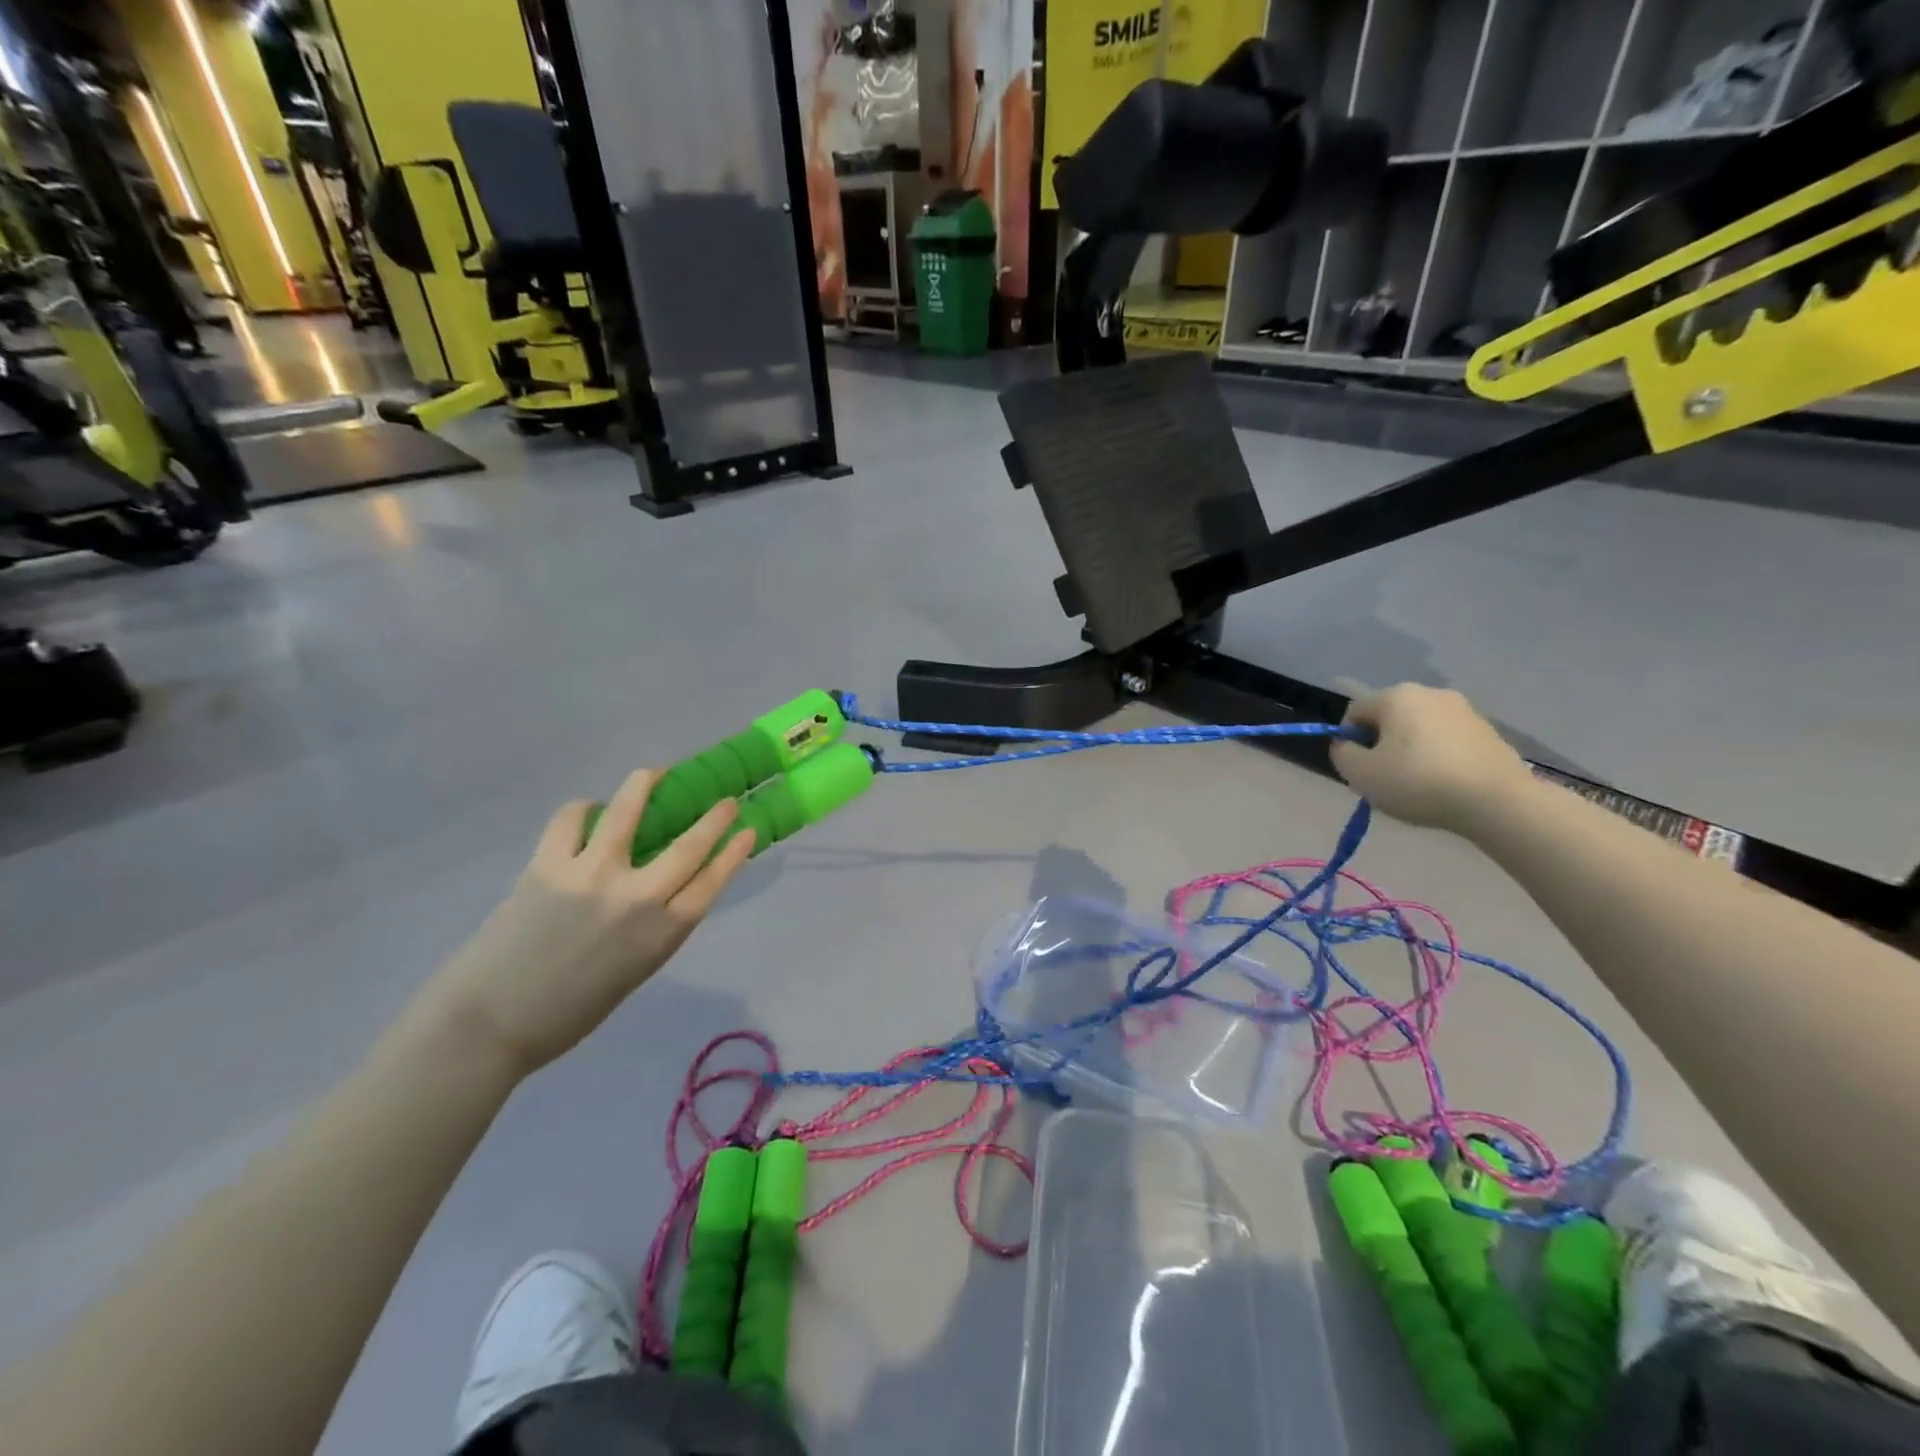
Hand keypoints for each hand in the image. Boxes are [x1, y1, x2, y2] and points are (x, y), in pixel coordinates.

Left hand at [416, 772, 755, 1080]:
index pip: (712, 881)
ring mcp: (591, 876)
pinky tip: (585, 813)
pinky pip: (570, 821)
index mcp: (661, 935)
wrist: (489, 1025)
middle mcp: (636, 899)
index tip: (747, 829)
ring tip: (652, 774)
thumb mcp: (632, 973)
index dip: (734, 852)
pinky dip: (582, 810)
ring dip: (644, 785)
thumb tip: (658, 889)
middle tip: (725, 799)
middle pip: (688, 845)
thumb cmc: (567, 1013)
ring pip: (627, 812)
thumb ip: (653, 929)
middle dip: (714, 817)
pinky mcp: (549, 865)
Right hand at [1329, 684, 1532, 831]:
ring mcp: (1464, 710)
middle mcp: (1430, 693)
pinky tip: (1445, 784)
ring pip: (1420, 730)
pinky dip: (1439, 758)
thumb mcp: (1360, 774)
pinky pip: (1448, 741)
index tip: (1360, 769)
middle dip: (1382, 745)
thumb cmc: (1418, 782)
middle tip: (1386, 778)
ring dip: (1411, 751)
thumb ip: (1342, 754)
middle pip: (1389, 718)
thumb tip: (1346, 745)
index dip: (1349, 741)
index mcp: (1396, 696)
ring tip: (1418, 784)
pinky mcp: (1489, 731)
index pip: (1355, 713)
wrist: (1497, 802)